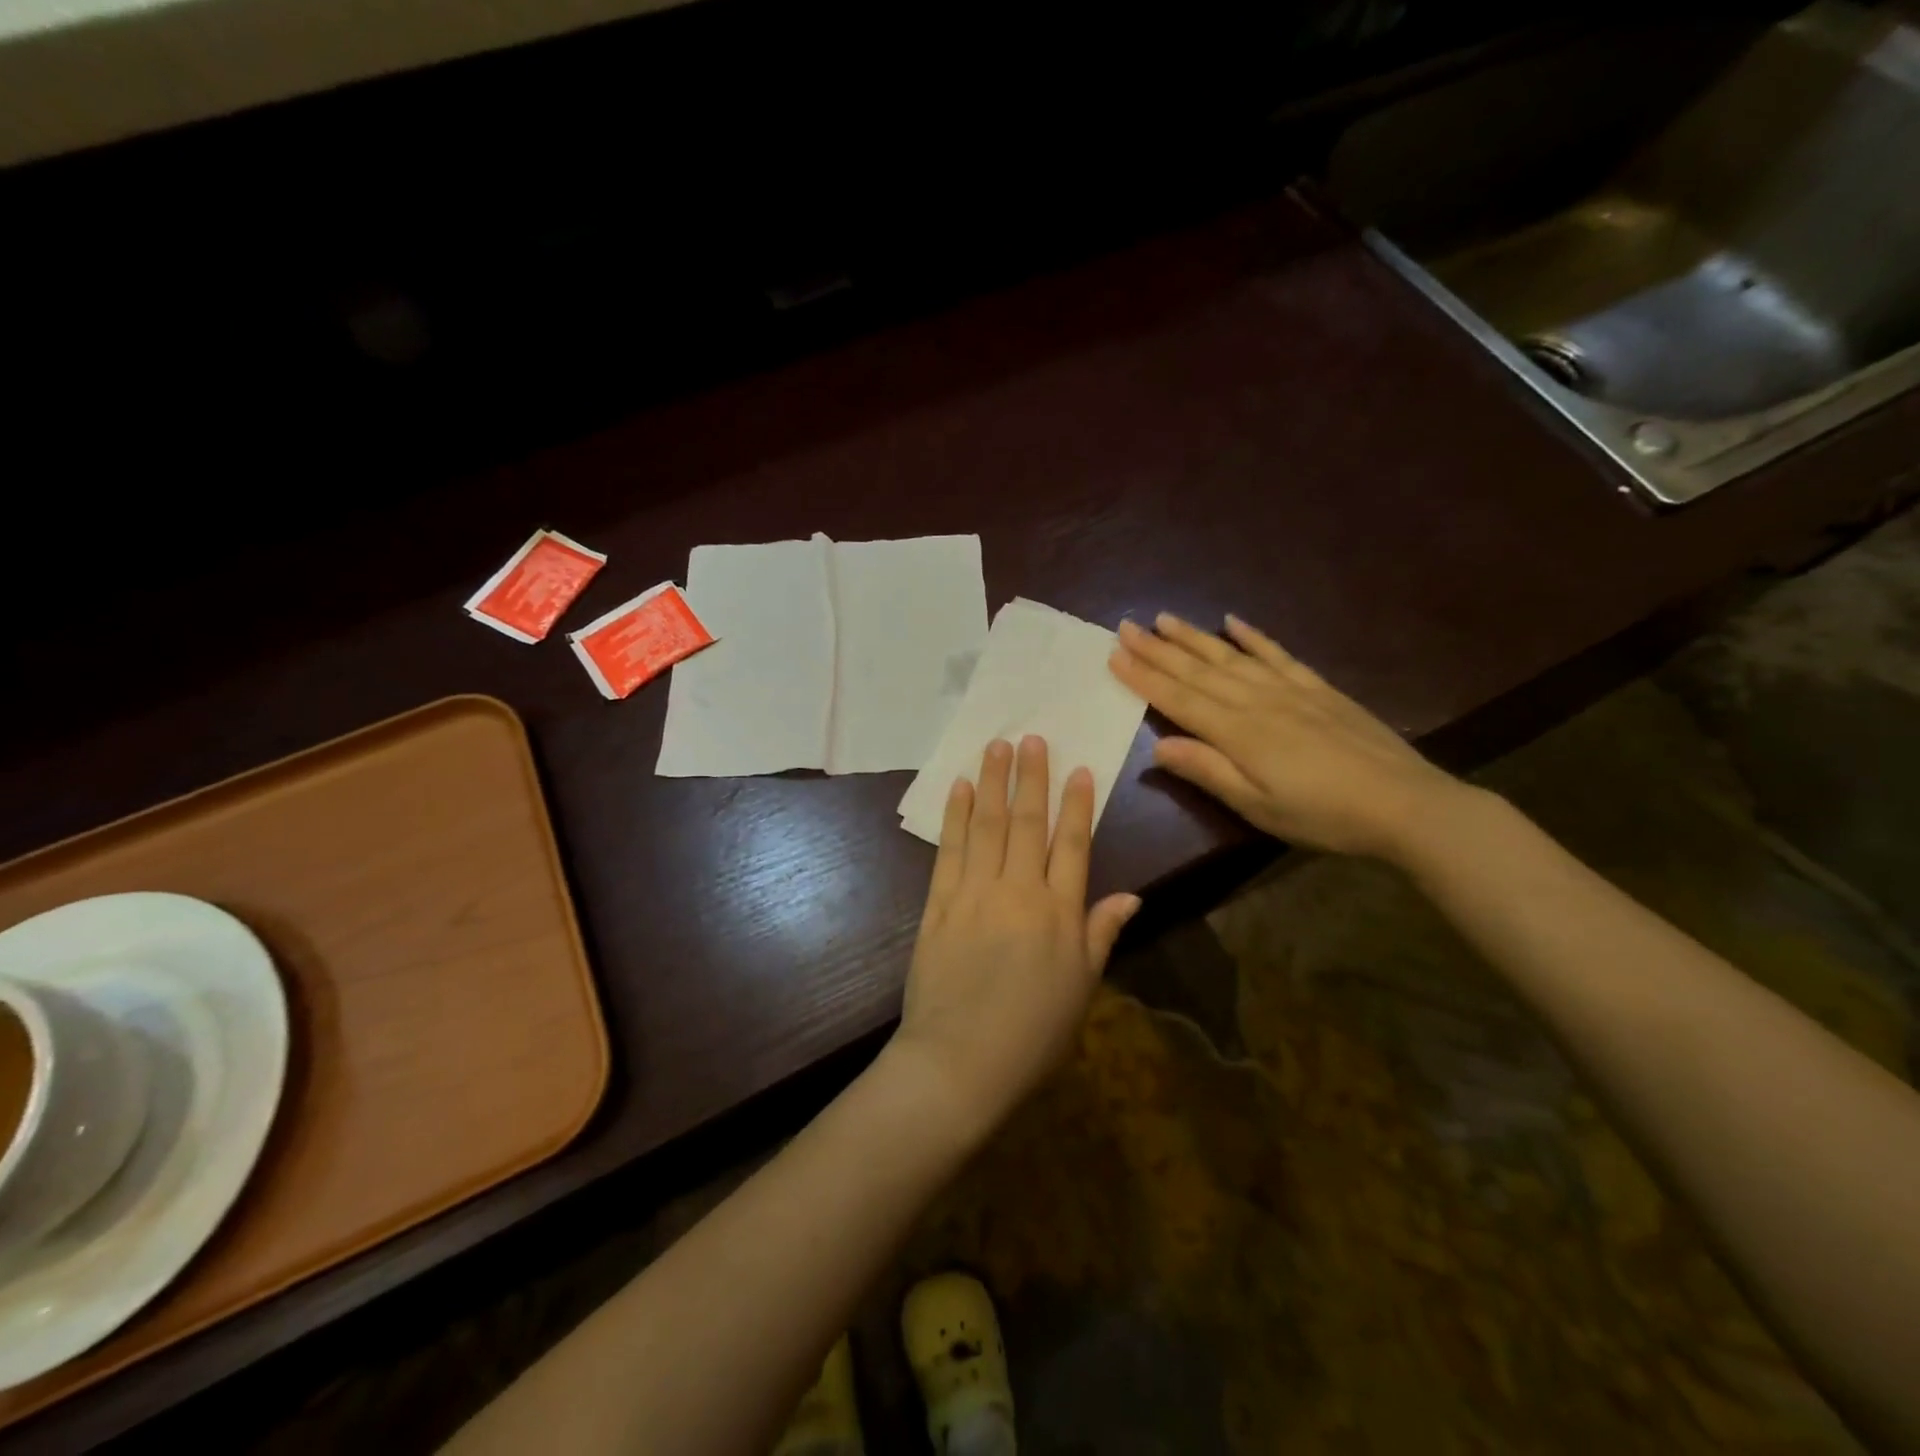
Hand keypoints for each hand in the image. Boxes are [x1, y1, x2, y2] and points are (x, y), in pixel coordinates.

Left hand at [893, 736, 1140, 1132]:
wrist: (960, 1062)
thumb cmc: (1032, 1034)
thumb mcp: (1082, 989)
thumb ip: (1101, 934)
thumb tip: (1131, 895)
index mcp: (1060, 913)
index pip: (1073, 845)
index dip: (1077, 805)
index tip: (1079, 769)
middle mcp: (1018, 892)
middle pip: (1026, 823)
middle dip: (1031, 777)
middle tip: (1031, 737)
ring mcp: (974, 894)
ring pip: (985, 826)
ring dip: (991, 783)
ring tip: (995, 747)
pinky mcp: (938, 904)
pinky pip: (949, 850)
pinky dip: (954, 817)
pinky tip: (958, 789)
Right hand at [1108, 612, 1471, 861]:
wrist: (1405, 804)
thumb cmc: (1323, 815)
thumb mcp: (1258, 806)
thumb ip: (1208, 772)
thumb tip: (1157, 747)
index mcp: (1237, 732)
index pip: (1179, 699)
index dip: (1144, 677)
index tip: (1114, 656)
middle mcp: (1256, 701)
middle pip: (1198, 670)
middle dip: (1158, 649)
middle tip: (1126, 626)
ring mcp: (1289, 689)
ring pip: (1230, 656)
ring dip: (1194, 636)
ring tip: (1164, 618)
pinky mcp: (1317, 688)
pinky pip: (1277, 654)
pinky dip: (1253, 636)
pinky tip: (1233, 621)